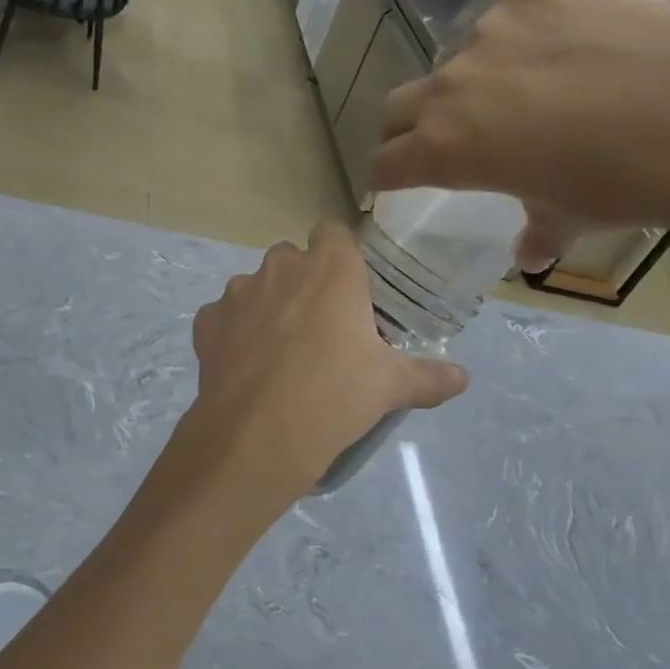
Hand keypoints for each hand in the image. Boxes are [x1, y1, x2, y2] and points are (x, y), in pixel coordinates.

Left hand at [181, 223, 467, 500]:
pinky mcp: (206, 322)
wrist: (258, 435)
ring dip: (267, 307)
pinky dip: (233, 333)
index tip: (350, 290)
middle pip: (292, 259)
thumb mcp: (391, 386)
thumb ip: (429, 376)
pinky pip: (223, 317)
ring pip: (255, 287)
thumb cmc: (335, 395)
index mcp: (330, 267)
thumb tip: (463, 378)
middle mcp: (280, 267)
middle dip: (304, 283)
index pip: (333, 233)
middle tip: (321, 328)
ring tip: (281, 353)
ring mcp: (237, 293)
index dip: (340, 256)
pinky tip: (246, 366)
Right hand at [369, 0, 669, 268]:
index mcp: (442, 148)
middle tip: (446, 133)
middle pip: (399, 106)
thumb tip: (530, 256)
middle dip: (410, 125)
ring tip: (531, 80)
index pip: (384, 163)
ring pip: (460, 52)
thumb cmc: (621, 184)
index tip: (396, 178)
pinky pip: (512, 6)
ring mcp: (489, 26)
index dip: (386, 175)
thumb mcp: (569, 216)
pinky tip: (572, 38)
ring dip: (475, 73)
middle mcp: (449, 84)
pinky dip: (527, 25)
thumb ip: (536, 231)